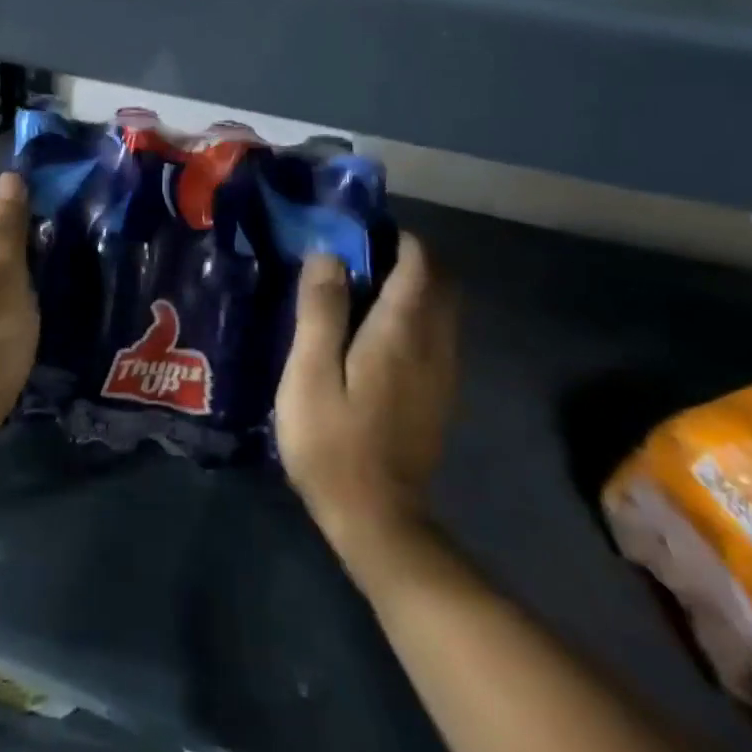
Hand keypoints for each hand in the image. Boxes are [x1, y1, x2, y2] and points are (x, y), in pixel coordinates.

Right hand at [275, 232, 458, 550]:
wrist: (377, 520)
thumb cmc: (332, 442)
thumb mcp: (310, 372)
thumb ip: (322, 310)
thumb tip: (328, 254)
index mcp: (401, 332)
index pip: (419, 263)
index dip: (395, 237)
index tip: (358, 231)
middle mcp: (433, 345)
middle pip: (440, 281)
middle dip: (407, 257)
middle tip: (357, 257)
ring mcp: (442, 373)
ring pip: (441, 308)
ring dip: (411, 286)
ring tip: (360, 289)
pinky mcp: (439, 395)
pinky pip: (436, 334)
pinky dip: (414, 315)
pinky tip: (374, 333)